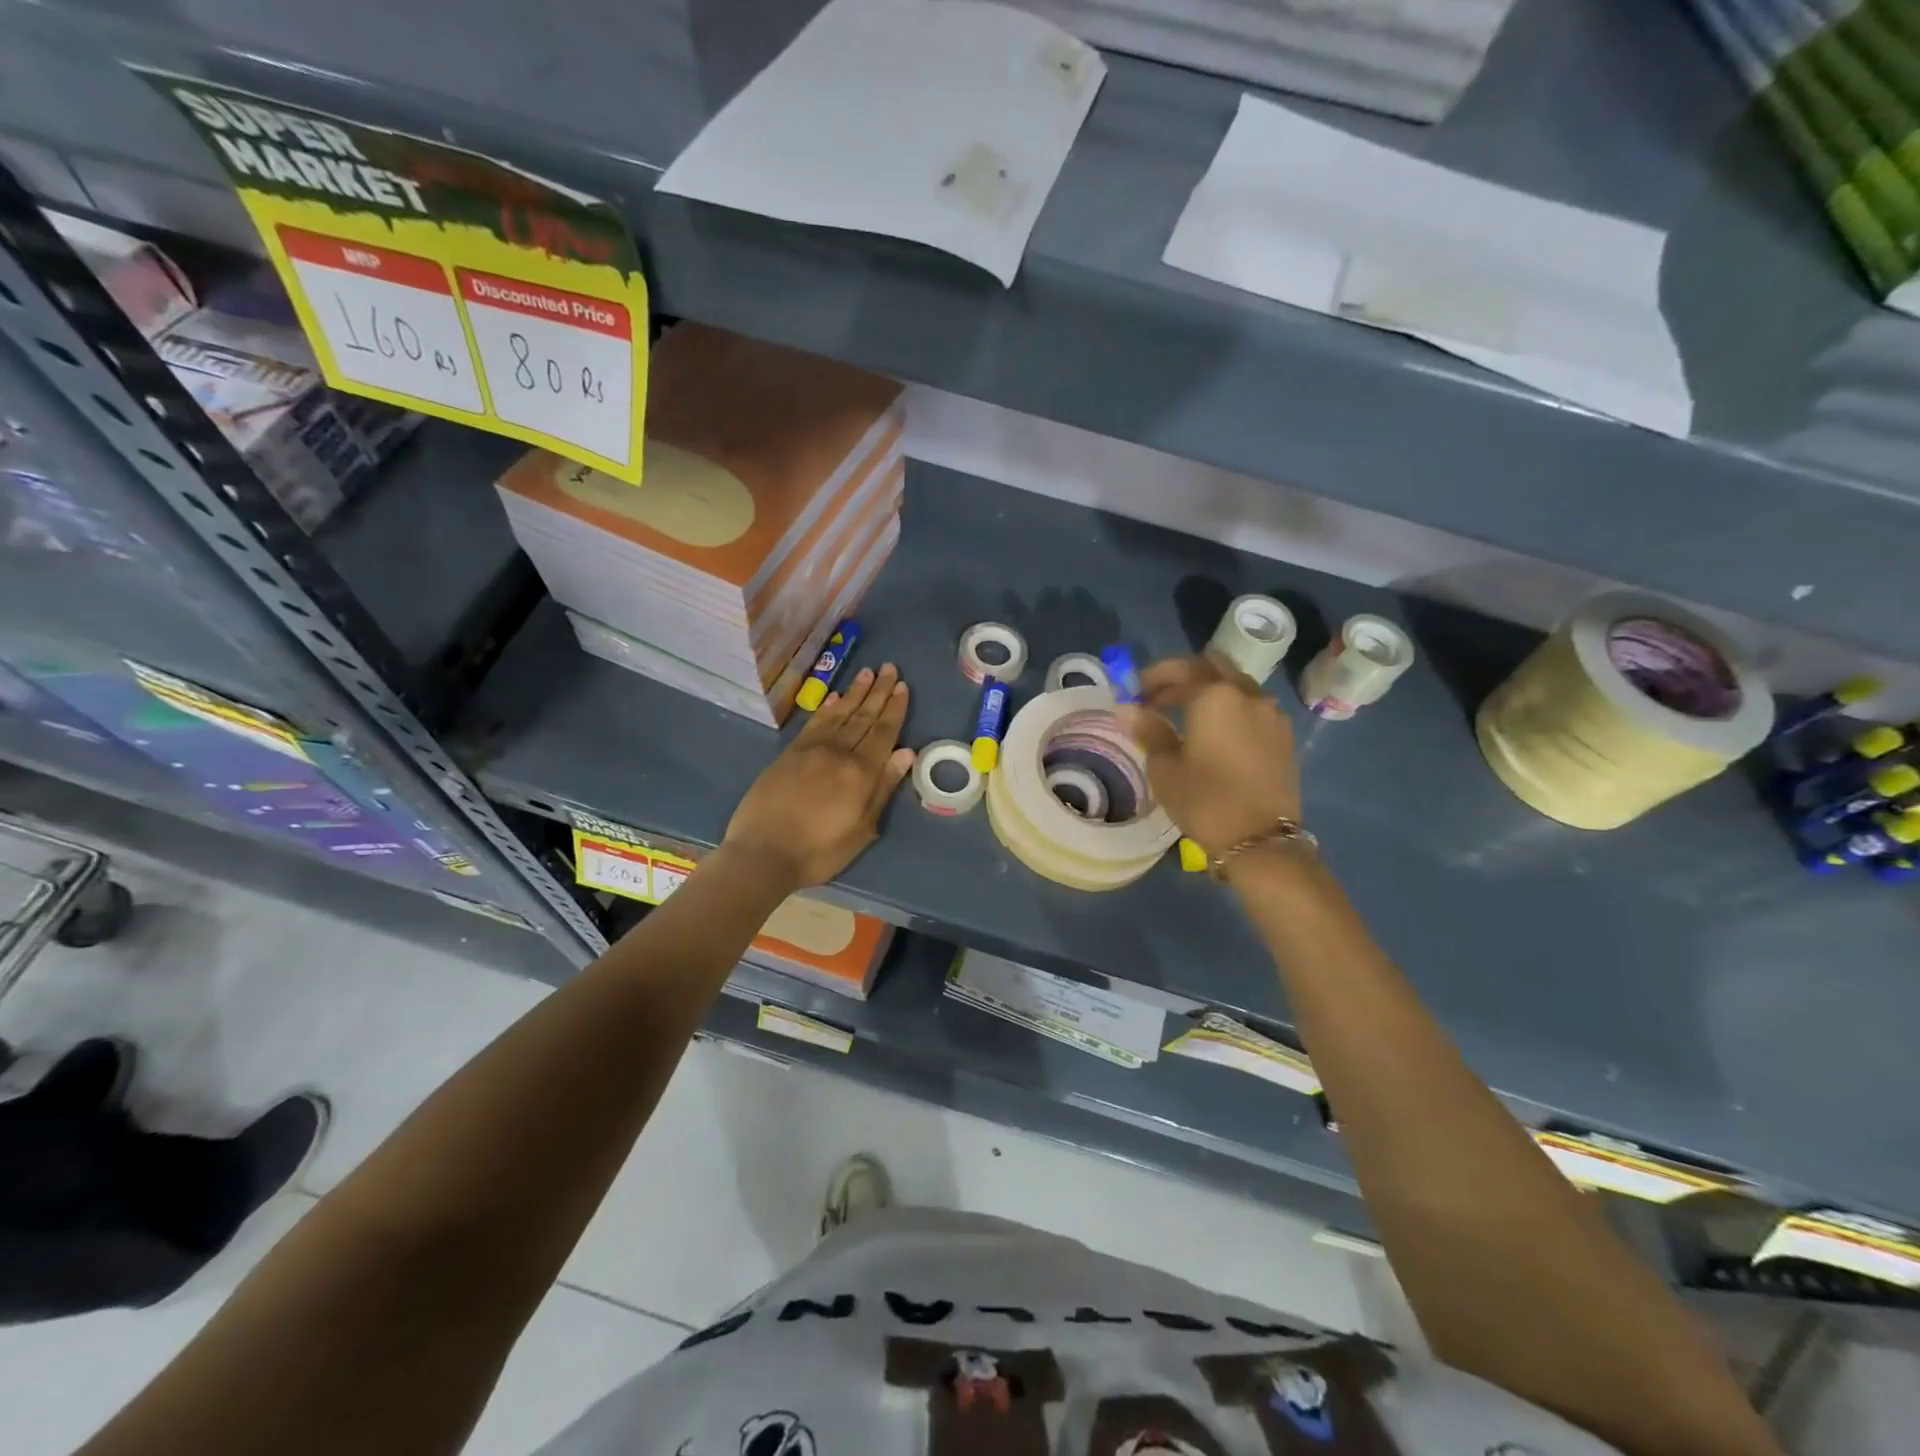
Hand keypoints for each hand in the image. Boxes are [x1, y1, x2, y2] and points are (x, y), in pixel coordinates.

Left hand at [722, 665, 914, 890]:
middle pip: (863, 716)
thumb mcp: (862, 830)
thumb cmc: (819, 850)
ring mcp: (810, 750)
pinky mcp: (789, 753)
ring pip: (839, 713)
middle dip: (878, 692)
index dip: (895, 709)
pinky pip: (814, 722)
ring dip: (854, 692)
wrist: (762, 853)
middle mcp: (838, 752)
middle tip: (890, 668)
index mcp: (861, 772)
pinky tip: (834, 697)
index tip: (903, 686)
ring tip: (868, 672)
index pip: (883, 732)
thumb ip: (883, 788)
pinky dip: (826, 707)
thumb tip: (906, 752)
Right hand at [1119, 652, 1301, 858]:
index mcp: (1215, 696)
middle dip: (1184, 675)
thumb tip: (1128, 709)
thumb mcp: (1166, 767)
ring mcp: (1271, 713)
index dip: (1154, 677)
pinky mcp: (1284, 735)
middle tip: (1160, 695)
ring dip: (1209, 690)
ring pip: (1236, 684)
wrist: (1261, 840)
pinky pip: (1252, 706)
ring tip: (1186, 714)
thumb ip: (1150, 730)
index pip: (1180, 670)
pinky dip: (1230, 707)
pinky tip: (1215, 731)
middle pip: (1213, 666)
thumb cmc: (1205, 800)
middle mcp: (1247, 694)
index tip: (1136, 692)